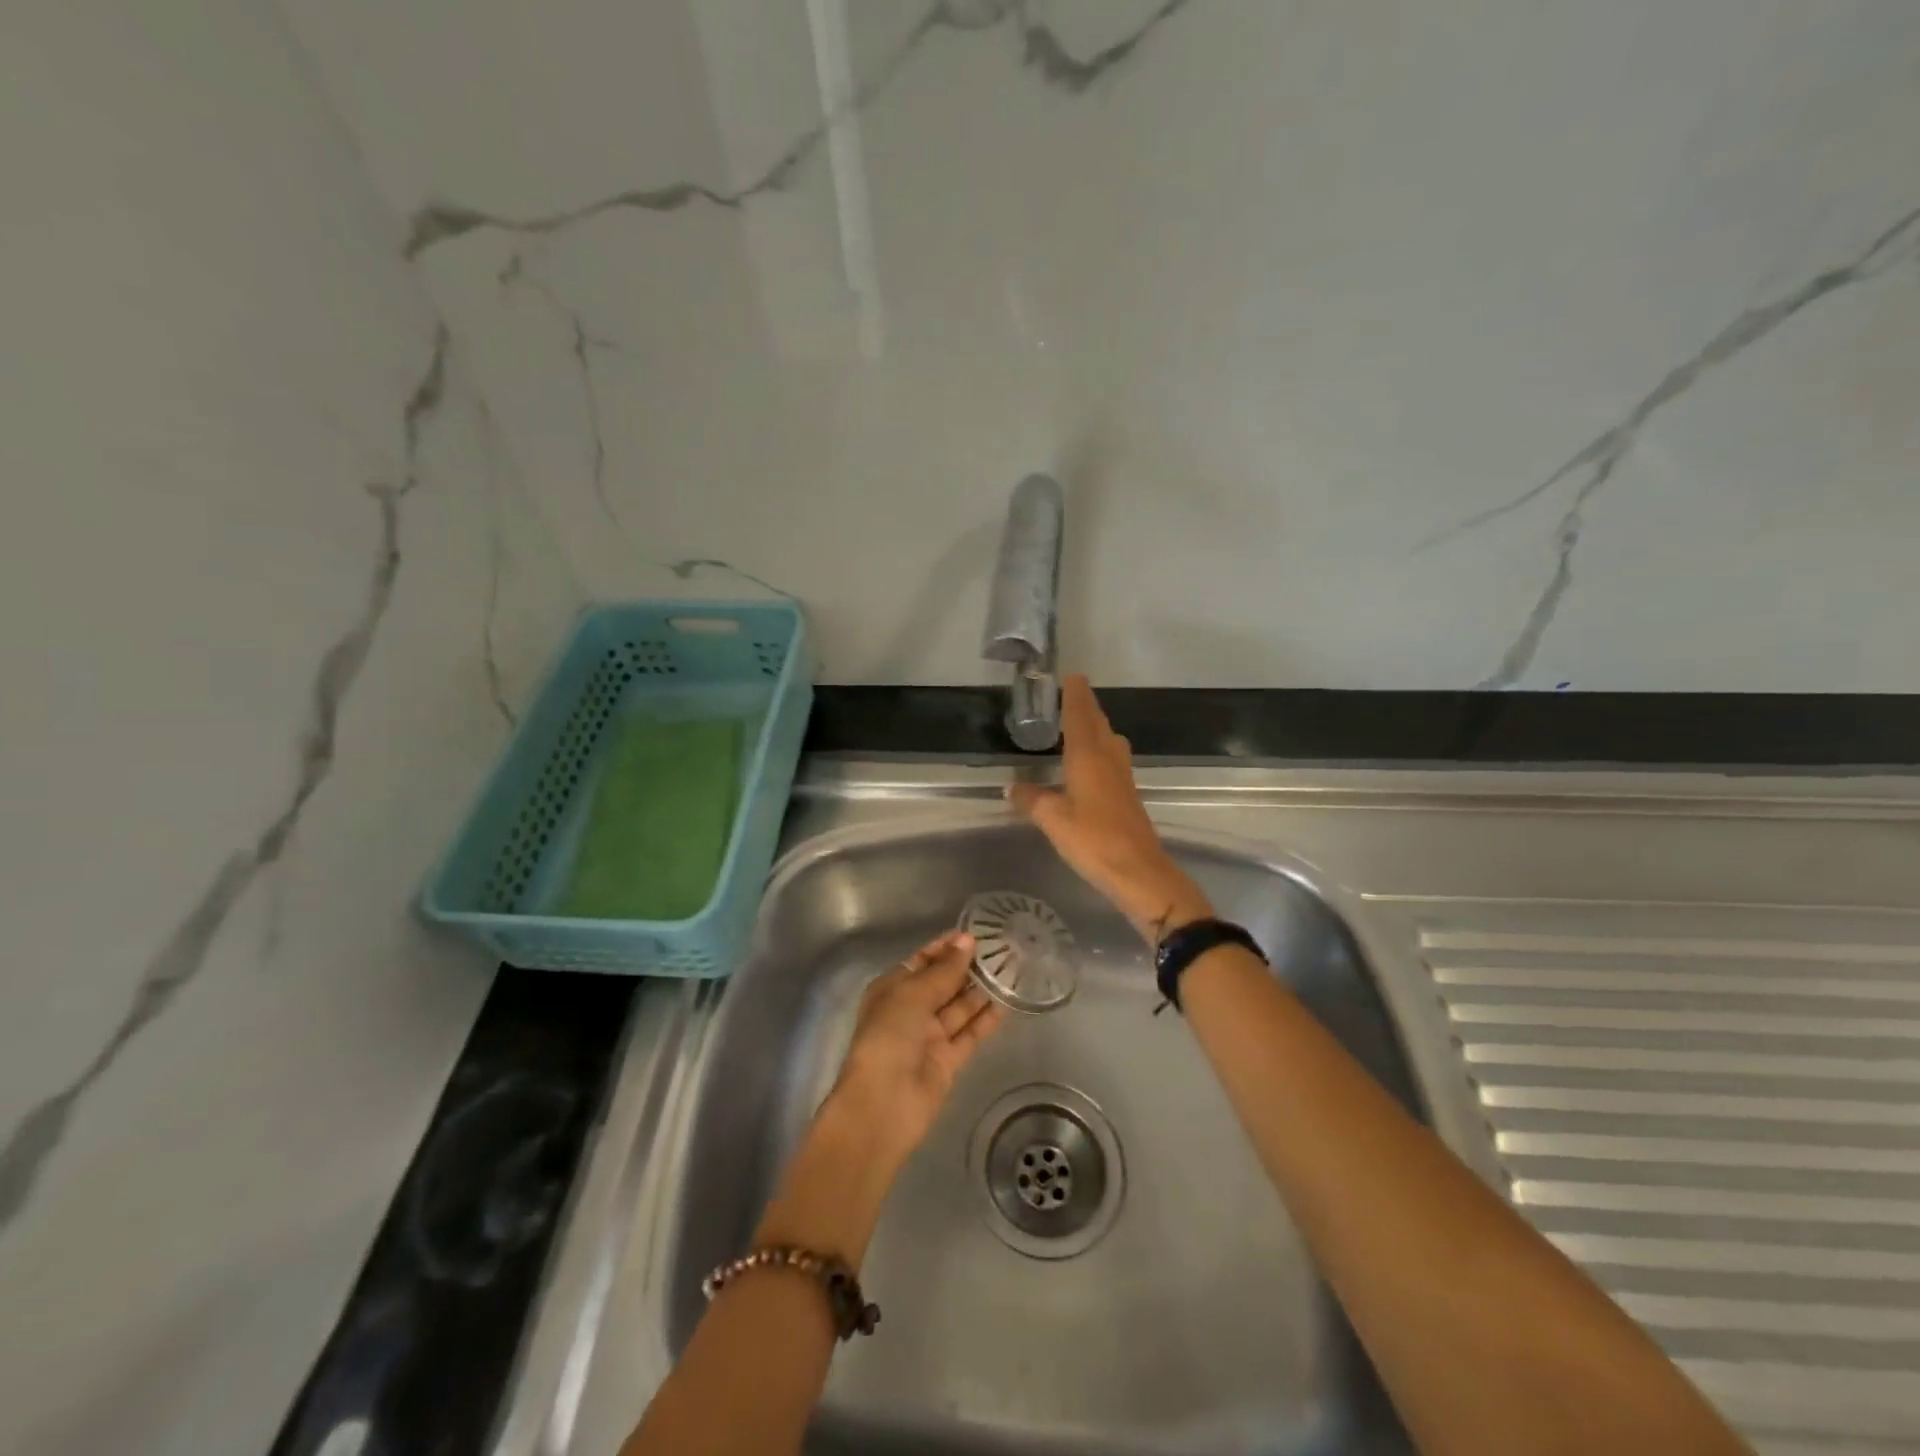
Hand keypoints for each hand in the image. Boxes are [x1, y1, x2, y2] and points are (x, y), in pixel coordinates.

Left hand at [827, 929, 1006, 1164]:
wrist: (883, 1104)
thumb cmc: (888, 1037)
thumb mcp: (913, 994)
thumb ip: (944, 970)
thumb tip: (966, 941)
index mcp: (892, 989)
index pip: (921, 961)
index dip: (945, 948)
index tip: (974, 934)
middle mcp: (910, 1010)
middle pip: (942, 983)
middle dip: (967, 967)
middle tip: (1001, 948)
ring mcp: (929, 1037)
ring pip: (959, 1007)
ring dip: (981, 990)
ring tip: (1010, 969)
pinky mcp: (948, 1060)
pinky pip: (970, 1033)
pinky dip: (986, 1019)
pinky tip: (1008, 1001)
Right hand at [1008, 674, 1213, 942]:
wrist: (1139, 872)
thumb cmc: (1093, 840)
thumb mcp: (1053, 820)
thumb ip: (1032, 800)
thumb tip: (1012, 786)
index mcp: (1088, 758)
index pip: (1080, 717)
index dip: (1075, 697)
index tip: (1072, 677)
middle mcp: (1108, 761)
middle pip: (1098, 725)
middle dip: (1087, 708)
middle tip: (1073, 695)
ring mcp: (1122, 779)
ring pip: (1110, 742)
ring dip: (1097, 729)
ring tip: (1081, 726)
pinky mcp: (1128, 797)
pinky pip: (1113, 761)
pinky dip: (1101, 751)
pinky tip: (1091, 765)